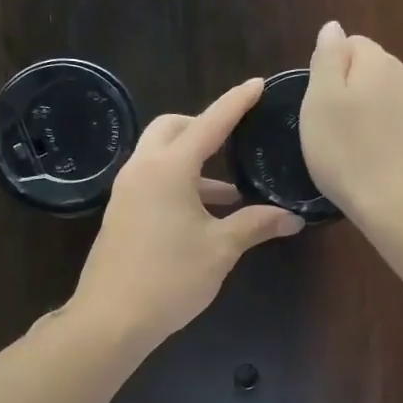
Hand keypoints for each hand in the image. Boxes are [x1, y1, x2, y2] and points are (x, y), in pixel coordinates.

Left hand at [69, 79, 304, 343]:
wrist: (110, 318)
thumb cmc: (170, 278)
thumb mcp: (221, 249)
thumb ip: (256, 225)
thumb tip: (292, 217)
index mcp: (169, 168)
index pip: (209, 123)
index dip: (236, 103)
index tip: (256, 84)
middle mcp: (142, 169)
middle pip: (172, 128)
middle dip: (203, 126)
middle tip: (234, 140)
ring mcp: (126, 191)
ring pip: (159, 156)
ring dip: (192, 162)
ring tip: (230, 194)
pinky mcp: (120, 213)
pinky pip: (151, 180)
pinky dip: (177, 183)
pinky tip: (202, 216)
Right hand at [300, 21, 402, 217]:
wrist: (402, 206)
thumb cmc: (348, 153)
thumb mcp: (320, 103)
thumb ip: (328, 59)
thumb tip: (334, 28)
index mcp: (380, 64)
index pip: (354, 45)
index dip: (333, 70)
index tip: (321, 105)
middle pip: (378, 73)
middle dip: (359, 93)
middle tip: (337, 131)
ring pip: (398, 103)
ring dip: (381, 117)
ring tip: (362, 153)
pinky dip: (399, 141)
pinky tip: (386, 168)